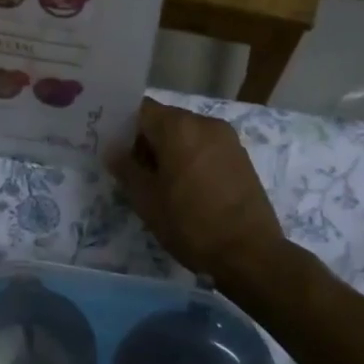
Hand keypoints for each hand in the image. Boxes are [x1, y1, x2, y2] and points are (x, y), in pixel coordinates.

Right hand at [113, 99, 285, 279]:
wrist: (249, 253)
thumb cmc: (190, 223)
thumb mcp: (147, 200)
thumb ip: (126, 169)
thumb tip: (114, 151)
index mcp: (178, 127)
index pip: (141, 110)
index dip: (123, 127)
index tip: (114, 151)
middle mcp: (205, 123)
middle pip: (165, 120)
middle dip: (147, 141)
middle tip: (133, 171)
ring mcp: (227, 139)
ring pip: (187, 134)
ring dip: (170, 151)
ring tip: (160, 183)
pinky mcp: (241, 157)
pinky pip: (206, 147)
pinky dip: (191, 158)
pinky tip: (187, 188)